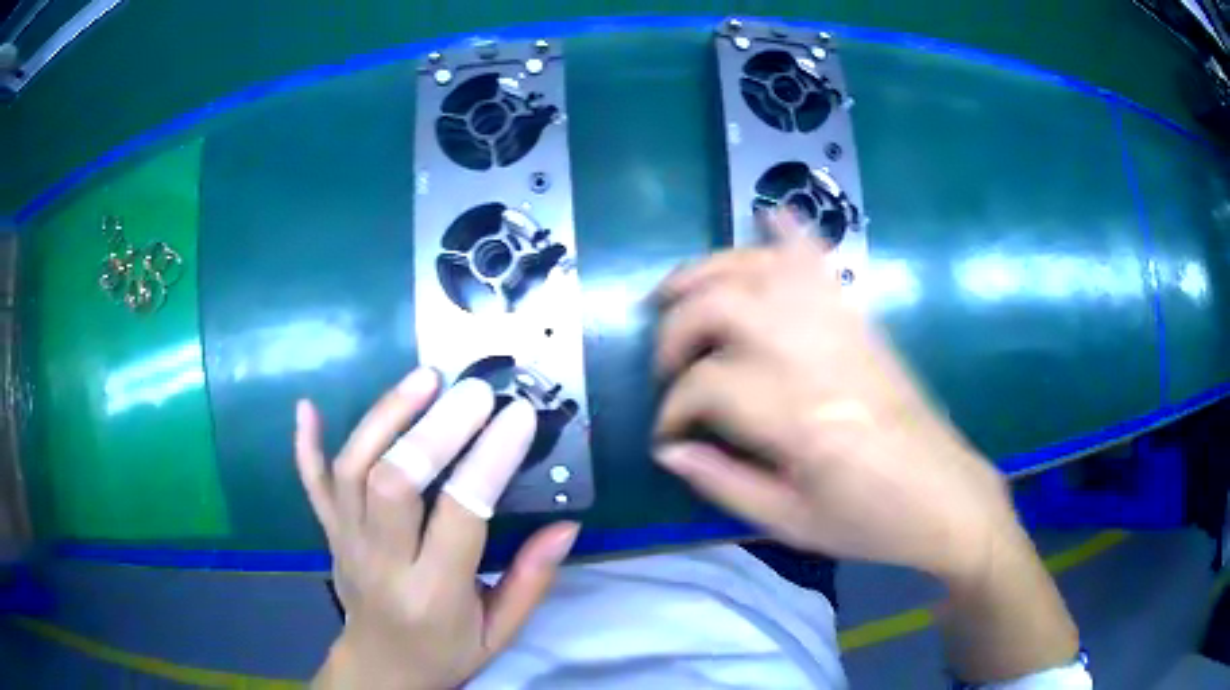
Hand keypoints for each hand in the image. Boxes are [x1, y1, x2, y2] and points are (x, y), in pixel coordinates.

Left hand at [295, 369, 579, 689]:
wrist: (381, 667)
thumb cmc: (446, 652)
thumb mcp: (501, 633)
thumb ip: (531, 580)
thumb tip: (566, 525)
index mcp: (434, 592)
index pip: (459, 514)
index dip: (489, 460)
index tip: (516, 416)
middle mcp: (382, 561)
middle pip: (394, 481)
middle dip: (435, 429)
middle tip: (473, 391)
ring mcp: (345, 541)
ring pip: (353, 469)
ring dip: (385, 417)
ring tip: (424, 379)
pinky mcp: (328, 531)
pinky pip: (311, 484)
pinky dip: (307, 445)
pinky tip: (308, 407)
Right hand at [652, 210, 1017, 581]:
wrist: (945, 497)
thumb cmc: (871, 521)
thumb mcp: (792, 523)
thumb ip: (724, 484)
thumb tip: (668, 450)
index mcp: (800, 419)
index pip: (708, 384)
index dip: (673, 407)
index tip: (667, 435)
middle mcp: (817, 357)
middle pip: (725, 307)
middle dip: (677, 330)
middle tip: (666, 366)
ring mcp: (843, 329)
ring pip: (763, 269)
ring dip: (710, 271)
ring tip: (679, 293)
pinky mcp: (862, 321)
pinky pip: (820, 262)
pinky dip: (789, 233)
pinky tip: (767, 218)